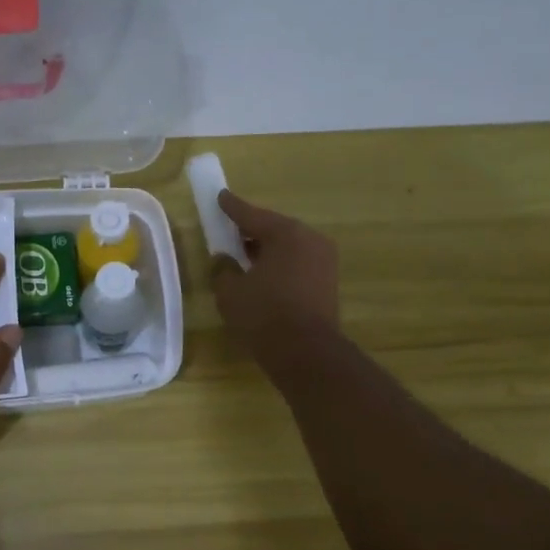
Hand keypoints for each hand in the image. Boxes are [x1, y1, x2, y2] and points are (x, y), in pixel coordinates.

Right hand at [211, 190, 340, 362]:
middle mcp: (310, 239)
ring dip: (266, 251)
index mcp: (286, 233)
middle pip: (274, 229)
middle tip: (230, 233)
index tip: (220, 196)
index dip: (232, 207)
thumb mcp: (230, 291)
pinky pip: (297, 264)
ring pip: (288, 248)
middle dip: (251, 231)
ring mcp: (324, 261)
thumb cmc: (264, 315)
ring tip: (244, 259)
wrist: (306, 353)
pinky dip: (280, 266)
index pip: (252, 215)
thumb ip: (223, 269)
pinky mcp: (328, 283)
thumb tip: (224, 260)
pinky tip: (263, 278)